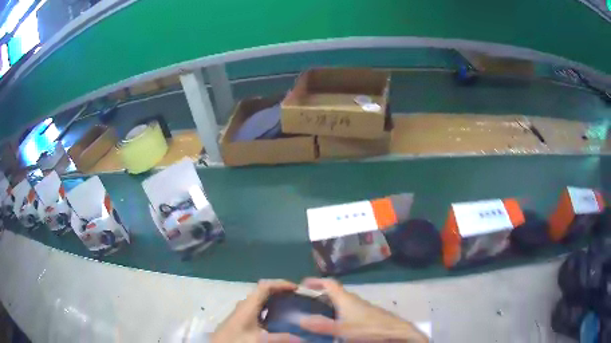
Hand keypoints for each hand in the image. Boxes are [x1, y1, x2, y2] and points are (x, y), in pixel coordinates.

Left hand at [211, 279, 300, 342]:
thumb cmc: (236, 340)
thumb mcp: (258, 340)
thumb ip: (279, 338)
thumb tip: (301, 338)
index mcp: (248, 305)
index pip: (265, 286)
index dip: (281, 284)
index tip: (297, 289)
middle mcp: (245, 305)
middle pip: (264, 292)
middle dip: (281, 292)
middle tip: (297, 297)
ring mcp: (242, 312)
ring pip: (261, 301)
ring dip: (275, 300)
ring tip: (291, 306)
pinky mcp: (241, 320)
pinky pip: (258, 309)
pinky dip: (270, 309)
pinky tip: (277, 319)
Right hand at [299, 278, 428, 342]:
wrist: (394, 331)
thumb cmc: (368, 328)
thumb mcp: (342, 329)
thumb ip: (322, 325)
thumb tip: (300, 319)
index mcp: (345, 299)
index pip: (329, 283)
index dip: (316, 281)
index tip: (302, 284)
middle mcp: (353, 300)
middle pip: (334, 292)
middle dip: (320, 294)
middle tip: (305, 302)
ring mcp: (361, 307)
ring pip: (341, 302)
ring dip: (328, 304)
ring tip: (316, 313)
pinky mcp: (366, 315)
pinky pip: (347, 310)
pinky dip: (337, 312)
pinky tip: (334, 324)